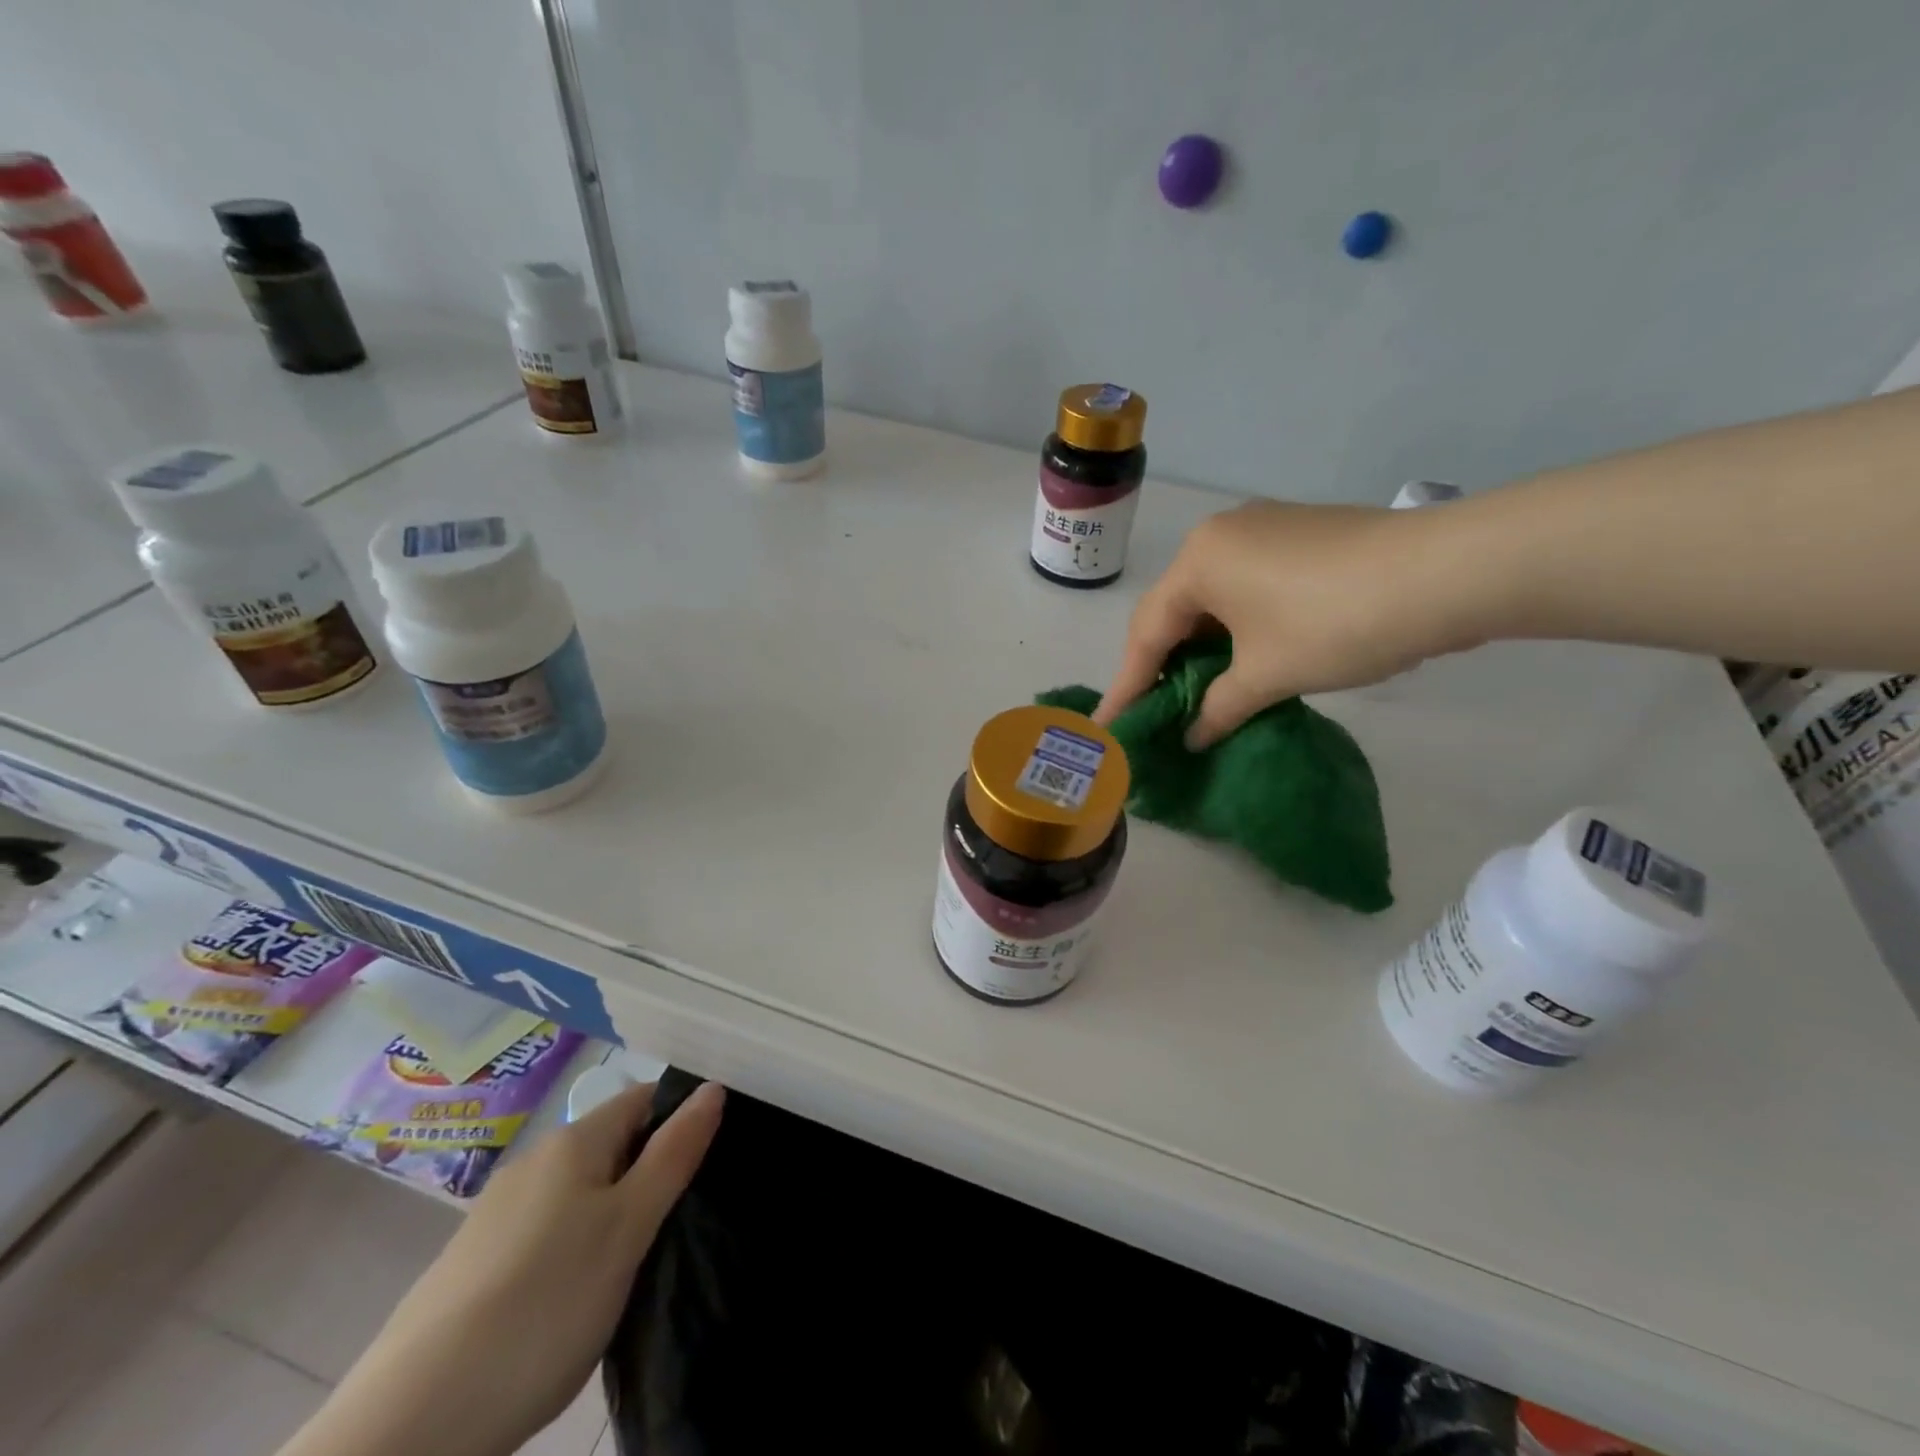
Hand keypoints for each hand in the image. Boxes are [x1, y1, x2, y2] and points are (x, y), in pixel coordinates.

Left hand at [281, 1079, 724, 1455]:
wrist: (411, 1424)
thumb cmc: (544, 1306)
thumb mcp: (629, 1228)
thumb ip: (674, 1154)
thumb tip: (712, 1088)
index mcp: (572, 1142)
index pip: (643, 1100)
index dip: (679, 1121)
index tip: (705, 1165)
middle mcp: (532, 1162)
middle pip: (611, 1146)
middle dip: (647, 1174)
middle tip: (674, 1226)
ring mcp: (495, 1213)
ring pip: (578, 1192)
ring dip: (610, 1215)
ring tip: (630, 1268)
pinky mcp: (472, 1264)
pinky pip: (545, 1232)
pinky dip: (571, 1249)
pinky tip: (571, 1299)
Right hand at [1096, 500, 1484, 747]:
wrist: (1450, 572)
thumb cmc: (1335, 624)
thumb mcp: (1267, 675)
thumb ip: (1218, 708)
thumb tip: (1193, 736)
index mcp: (1199, 561)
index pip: (1148, 632)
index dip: (1129, 685)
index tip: (1111, 724)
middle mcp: (1221, 535)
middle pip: (1176, 610)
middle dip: (1164, 664)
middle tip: (1154, 710)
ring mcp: (1264, 528)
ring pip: (1214, 598)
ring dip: (1203, 647)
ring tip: (1197, 692)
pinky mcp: (1301, 536)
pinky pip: (1246, 587)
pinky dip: (1236, 627)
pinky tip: (1244, 658)